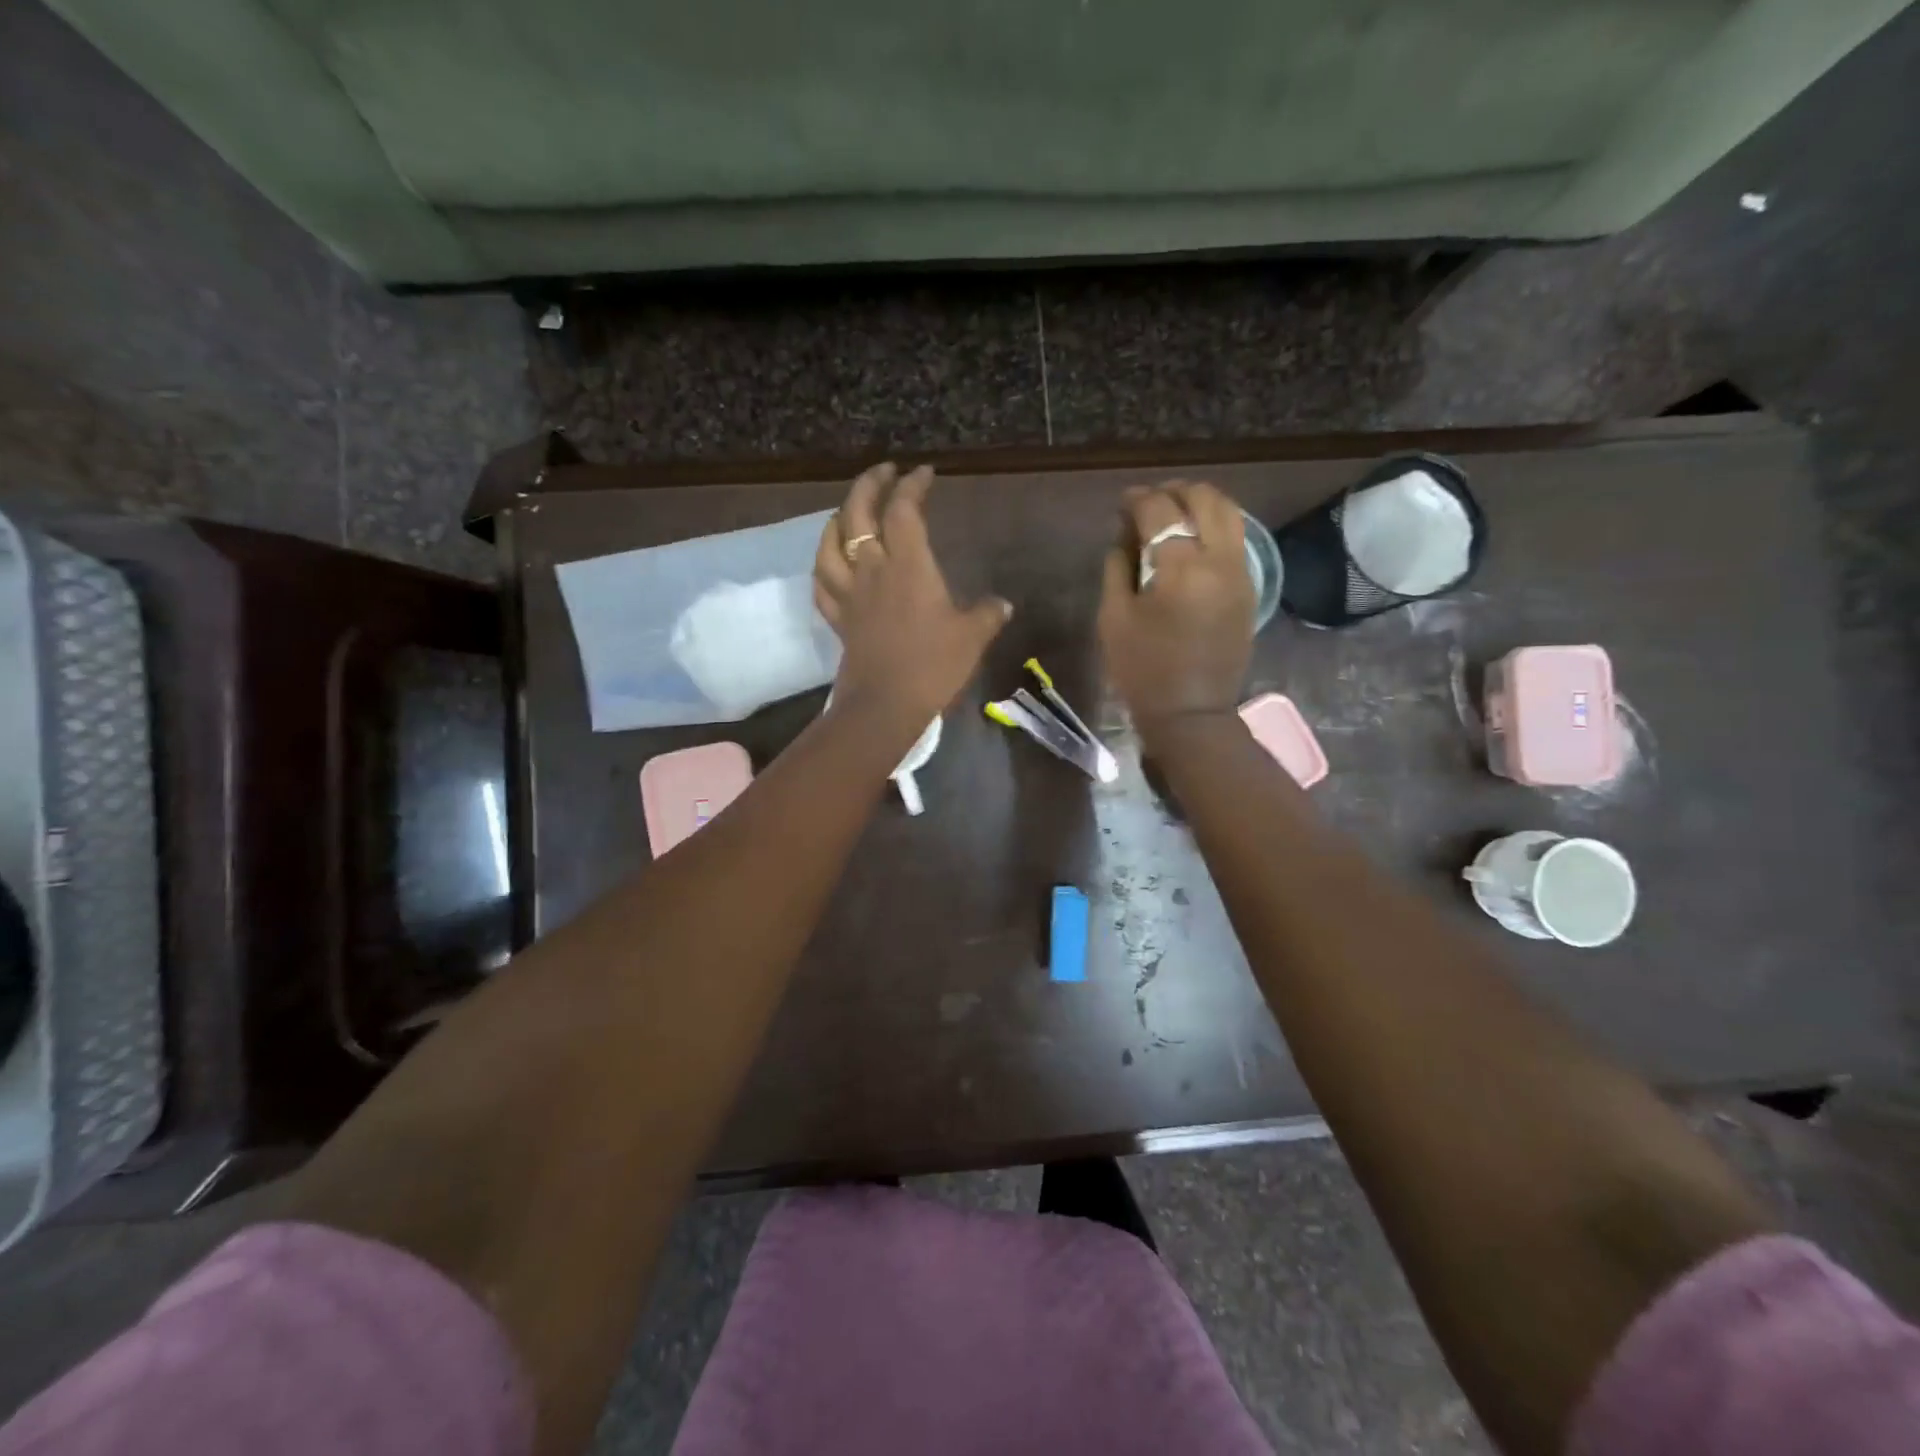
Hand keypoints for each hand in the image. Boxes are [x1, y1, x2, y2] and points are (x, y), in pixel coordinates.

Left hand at [814, 463, 1010, 735]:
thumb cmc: (932, 665)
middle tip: (883, 472)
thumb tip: (1001, 604)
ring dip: (838, 519)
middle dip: (869, 485)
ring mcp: (850, 594)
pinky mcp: (839, 619)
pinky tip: (830, 563)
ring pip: (830, 544)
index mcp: (908, 565)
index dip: (912, 485)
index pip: (904, 510)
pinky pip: (823, 584)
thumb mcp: (971, 637)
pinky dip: (824, 566)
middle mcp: (873, 570)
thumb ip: (987, 614)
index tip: (924, 472)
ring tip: (848, 510)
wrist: (885, 705)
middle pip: (858, 514)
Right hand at [1098, 480, 1253, 732]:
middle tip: (1148, 503)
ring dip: (1199, 503)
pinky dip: (1215, 525)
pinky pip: (1237, 538)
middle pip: (1203, 498)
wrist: (1192, 713)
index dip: (1137, 499)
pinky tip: (1193, 540)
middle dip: (1173, 491)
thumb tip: (1124, 535)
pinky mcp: (1250, 587)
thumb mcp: (1114, 618)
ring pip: (1229, 512)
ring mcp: (1241, 571)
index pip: (1159, 510)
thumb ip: (1117, 567)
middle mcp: (1218, 559)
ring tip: (1174, 514)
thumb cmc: (1143, 670)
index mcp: (1180, 566)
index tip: (1122, 503)